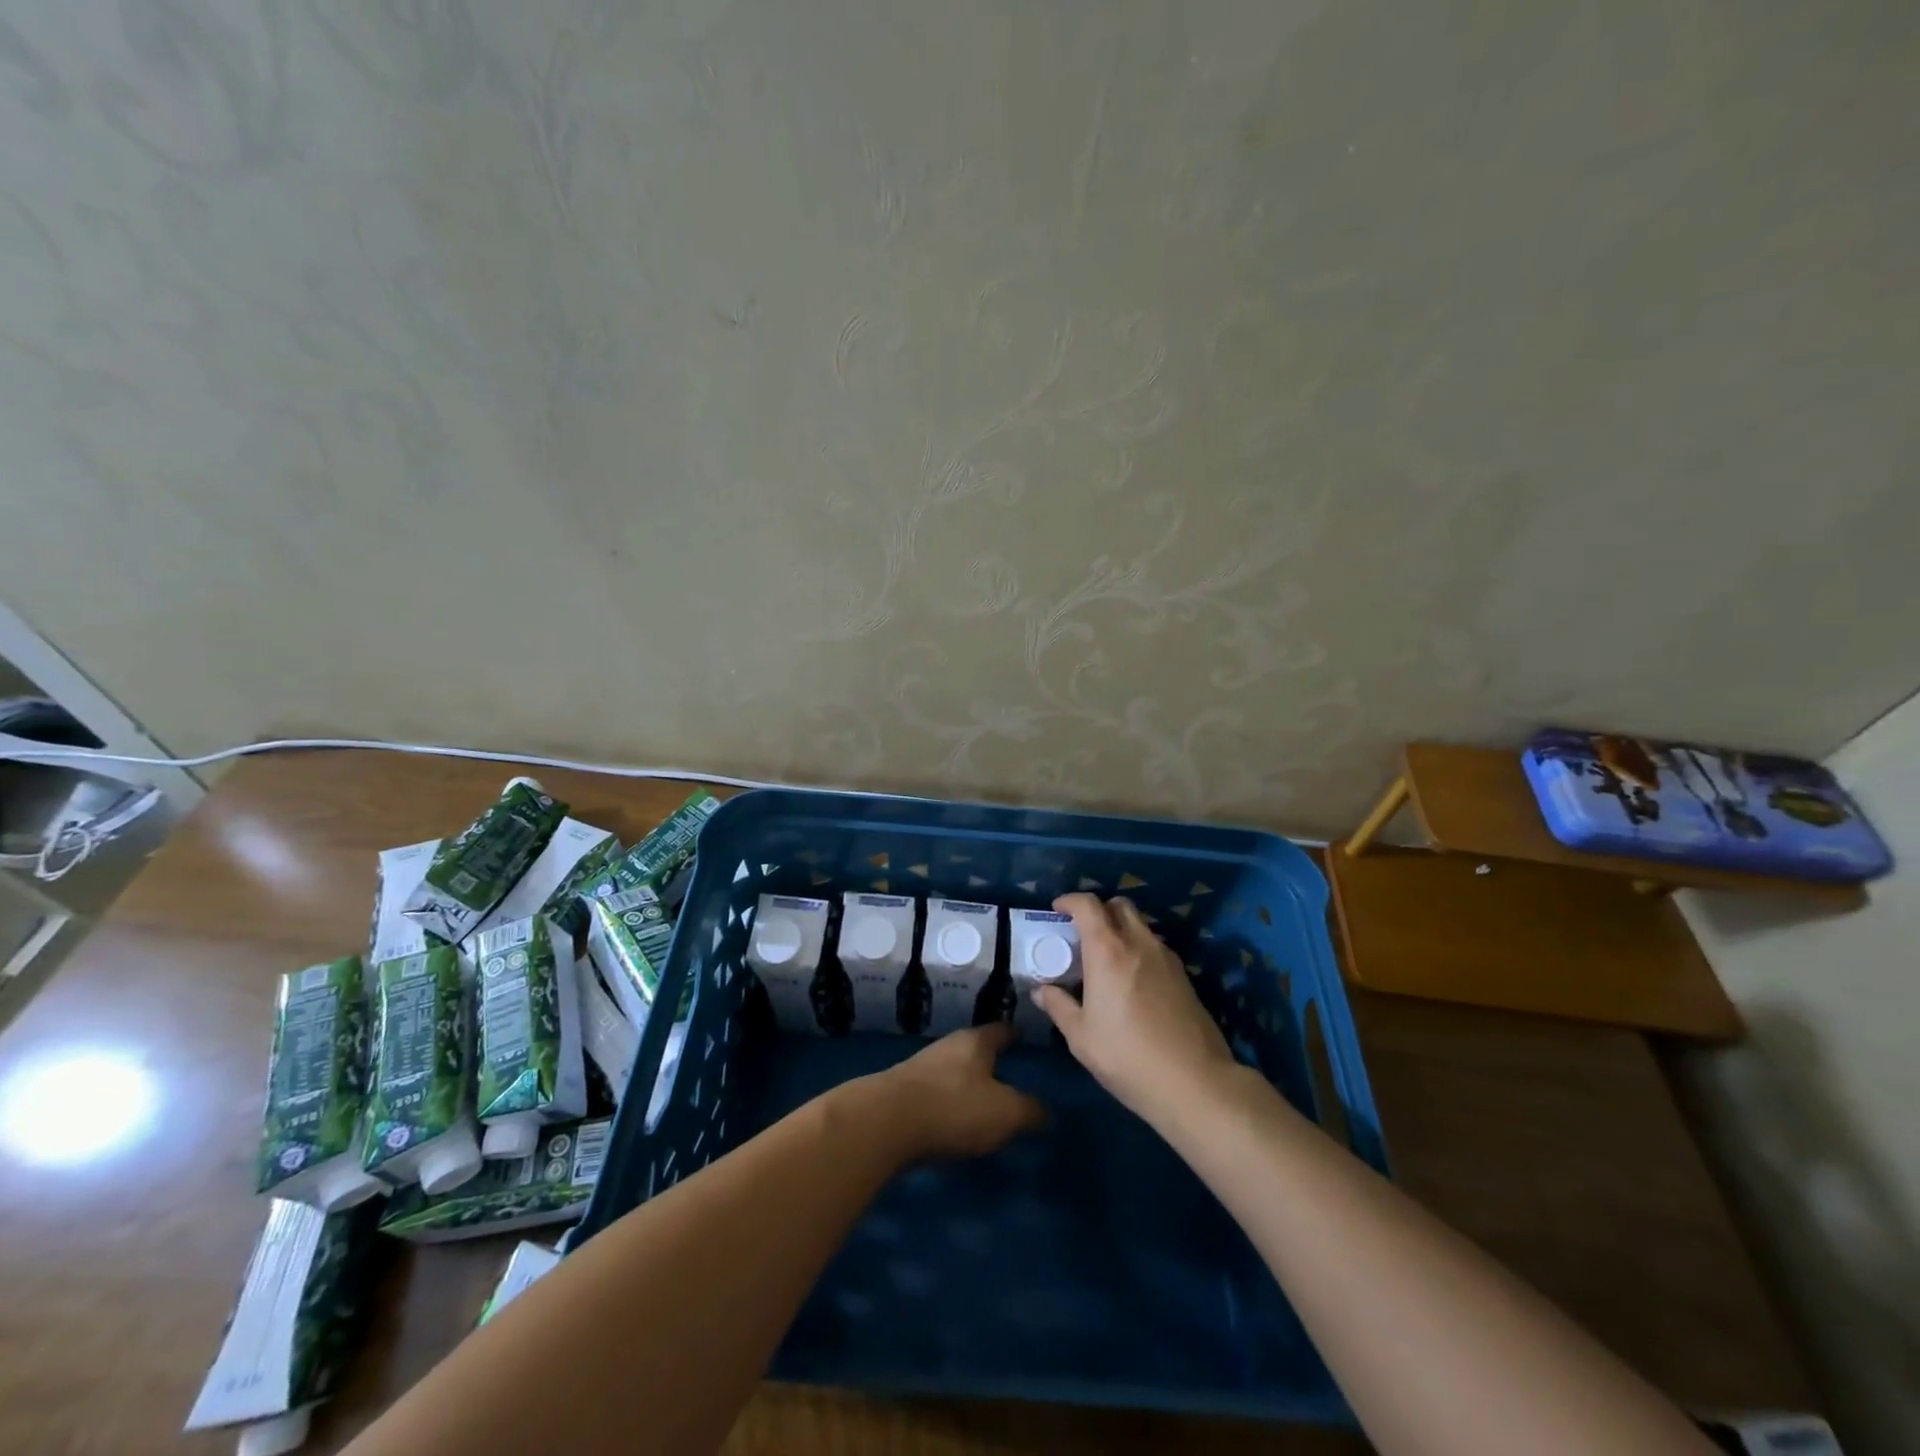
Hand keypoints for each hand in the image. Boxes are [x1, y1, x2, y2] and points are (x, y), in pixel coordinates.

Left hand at [861, 1023, 1046, 1161]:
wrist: (886, 1122)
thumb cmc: (954, 1107)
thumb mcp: (1005, 1113)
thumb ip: (1030, 1111)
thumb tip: (1047, 1112)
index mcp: (976, 1041)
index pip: (1002, 1030)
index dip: (1016, 1036)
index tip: (1027, 1040)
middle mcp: (949, 1046)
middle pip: (976, 1049)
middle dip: (992, 1062)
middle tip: (1012, 1077)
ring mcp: (923, 1067)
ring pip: (954, 1071)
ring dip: (968, 1084)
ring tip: (985, 1103)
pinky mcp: (904, 1092)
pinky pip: (936, 1093)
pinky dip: (949, 1103)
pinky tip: (954, 1122)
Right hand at [1035, 893, 1238, 1127]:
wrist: (1194, 1081)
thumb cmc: (1127, 1056)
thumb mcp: (1081, 1037)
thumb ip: (1059, 1007)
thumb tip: (1041, 991)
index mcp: (1107, 950)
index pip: (1088, 905)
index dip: (1070, 900)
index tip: (1058, 910)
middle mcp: (1138, 943)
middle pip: (1120, 905)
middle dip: (1099, 910)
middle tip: (1083, 933)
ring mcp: (1166, 957)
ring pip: (1141, 925)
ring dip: (1121, 929)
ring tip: (1107, 958)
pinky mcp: (1184, 975)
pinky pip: (1155, 947)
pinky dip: (1139, 948)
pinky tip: (1132, 979)